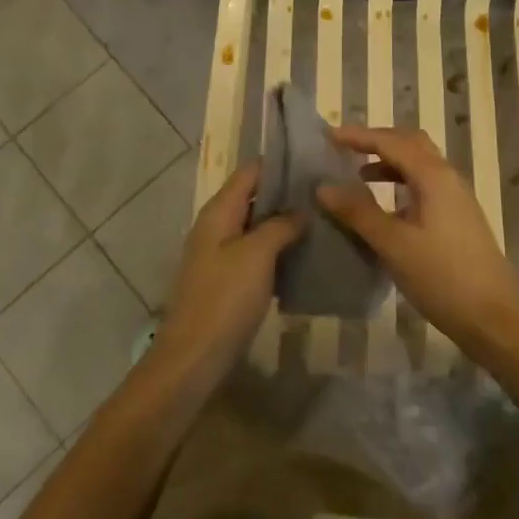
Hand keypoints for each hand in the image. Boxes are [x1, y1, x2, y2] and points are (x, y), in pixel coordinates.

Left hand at [149, 162, 302, 387]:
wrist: (193, 359)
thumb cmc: (224, 299)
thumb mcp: (257, 255)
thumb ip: (280, 225)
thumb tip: (301, 209)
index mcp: (219, 211)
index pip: (250, 171)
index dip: (280, 163)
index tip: (314, 159)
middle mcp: (217, 226)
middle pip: (254, 197)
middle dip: (287, 193)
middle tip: (326, 191)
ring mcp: (220, 255)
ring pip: (257, 227)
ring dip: (285, 223)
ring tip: (323, 218)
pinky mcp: (227, 281)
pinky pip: (256, 254)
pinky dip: (278, 250)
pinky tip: (305, 254)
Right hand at [316, 126, 518, 357]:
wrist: (495, 318)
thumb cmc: (443, 277)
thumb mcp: (394, 245)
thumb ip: (359, 212)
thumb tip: (324, 186)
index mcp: (433, 176)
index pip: (390, 142)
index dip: (358, 136)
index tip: (328, 136)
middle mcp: (447, 178)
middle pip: (410, 143)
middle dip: (377, 141)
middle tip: (345, 149)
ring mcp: (456, 198)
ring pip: (419, 165)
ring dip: (389, 163)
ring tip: (358, 176)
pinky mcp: (458, 218)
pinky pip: (425, 185)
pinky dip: (401, 184)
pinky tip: (386, 209)